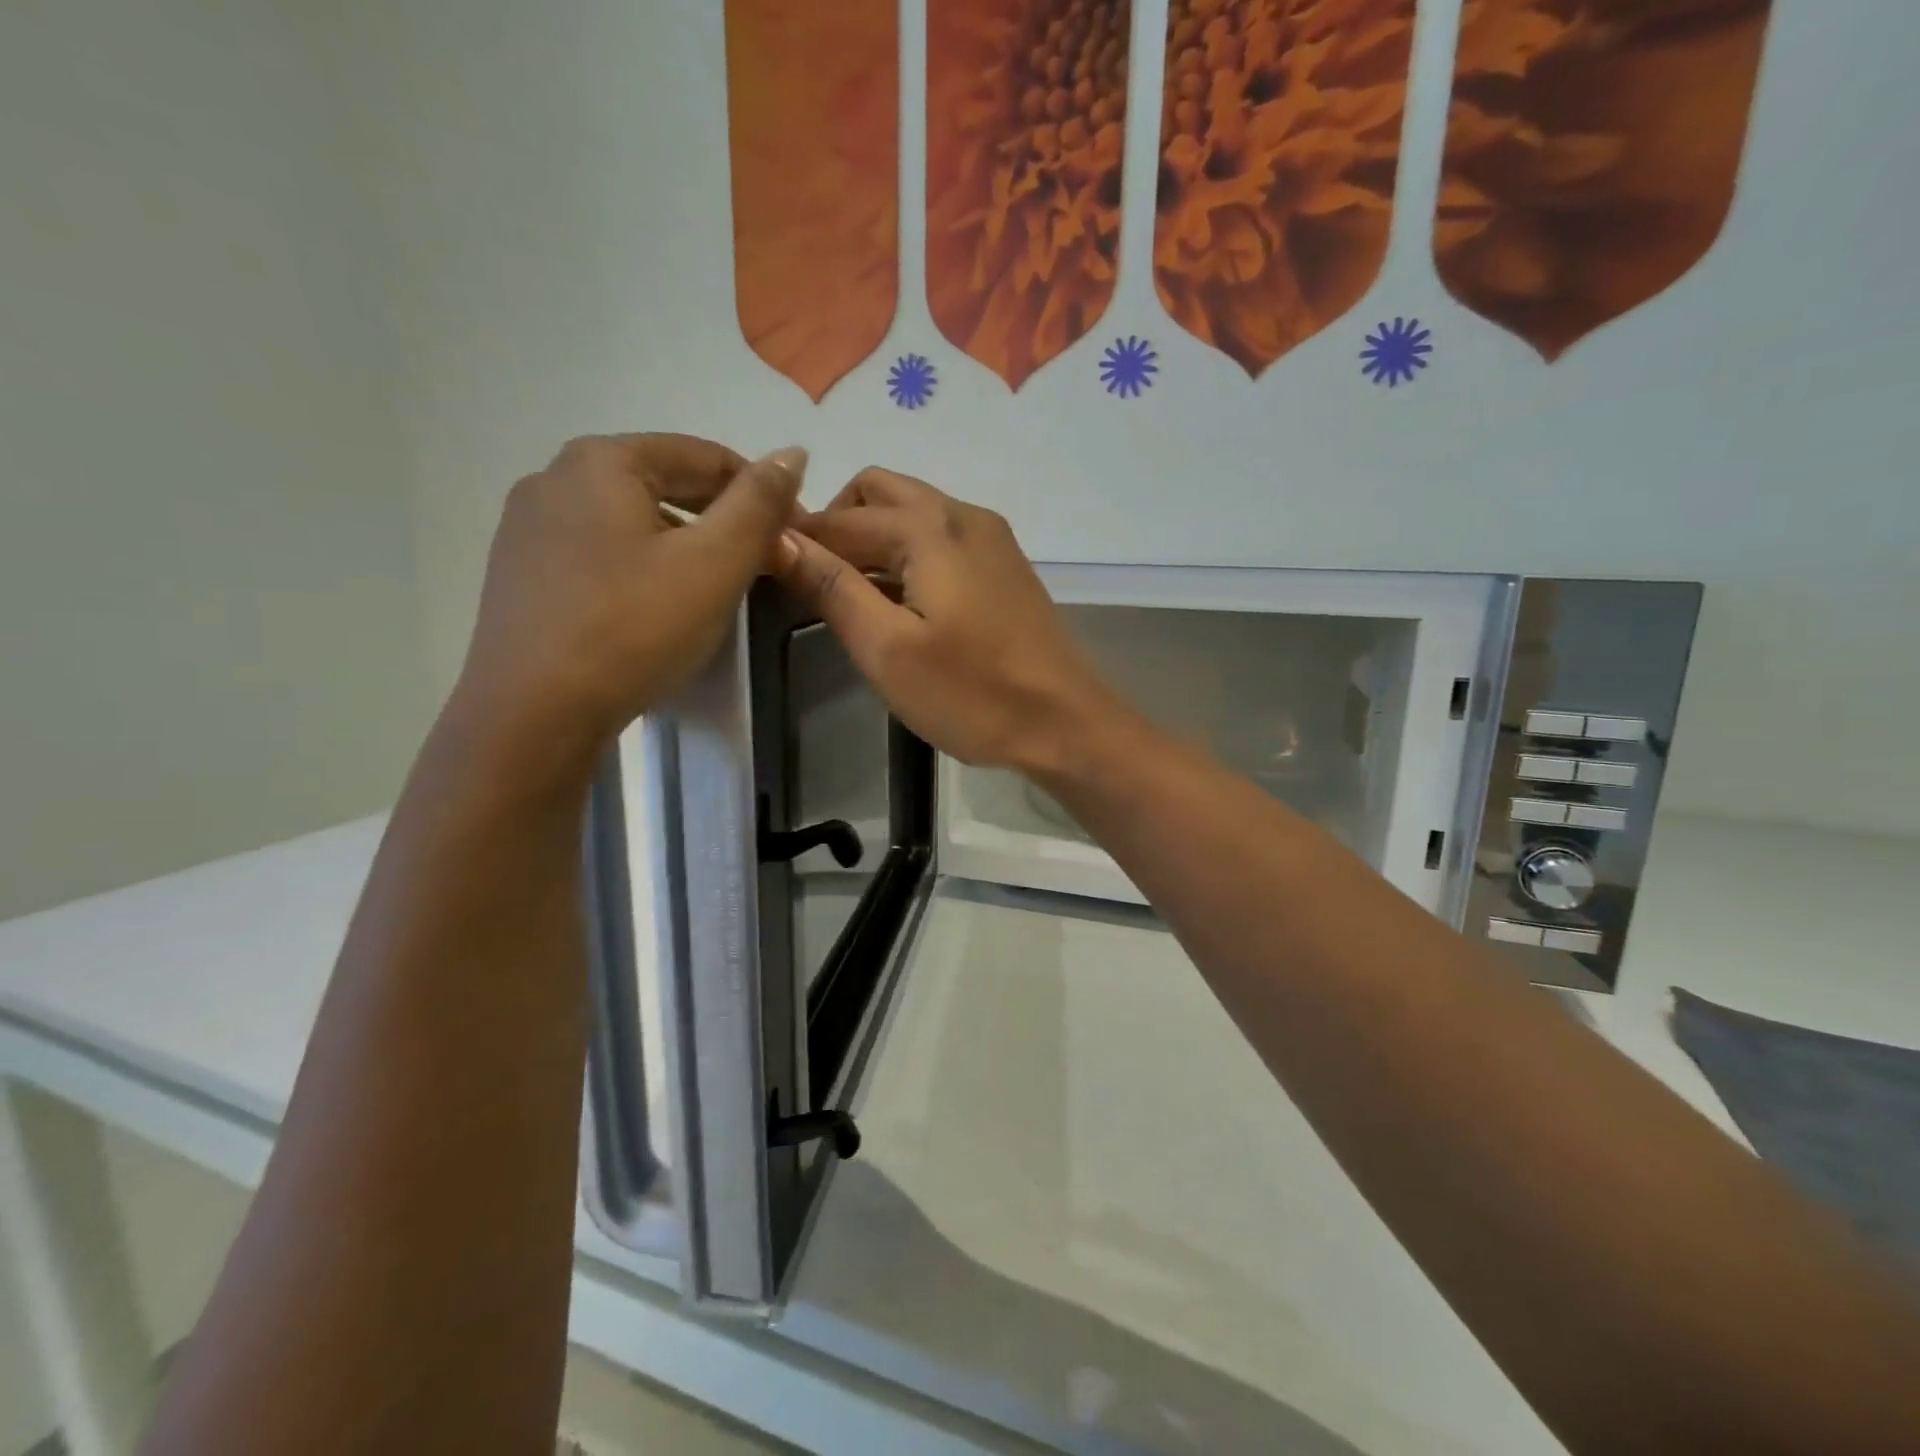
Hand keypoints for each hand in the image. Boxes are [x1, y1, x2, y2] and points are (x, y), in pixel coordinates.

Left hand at [454, 434, 804, 765]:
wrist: (533, 714)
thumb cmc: (634, 627)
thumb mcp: (715, 562)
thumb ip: (759, 503)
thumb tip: (792, 451)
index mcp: (602, 461)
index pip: (704, 456)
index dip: (762, 492)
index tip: (795, 536)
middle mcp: (555, 478)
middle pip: (664, 483)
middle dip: (721, 518)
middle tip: (763, 564)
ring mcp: (528, 528)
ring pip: (631, 521)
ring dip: (683, 543)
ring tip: (714, 588)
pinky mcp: (520, 575)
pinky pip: (600, 554)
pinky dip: (642, 567)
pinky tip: (656, 608)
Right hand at [778, 467, 1115, 771]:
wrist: (1066, 723)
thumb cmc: (973, 694)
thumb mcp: (888, 649)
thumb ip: (832, 588)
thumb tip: (777, 538)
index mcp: (929, 528)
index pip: (841, 518)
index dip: (796, 536)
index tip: (759, 561)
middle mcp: (962, 515)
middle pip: (879, 492)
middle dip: (836, 522)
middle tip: (812, 578)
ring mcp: (991, 538)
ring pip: (913, 510)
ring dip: (872, 536)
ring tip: (848, 592)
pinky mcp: (1006, 565)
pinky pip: (941, 536)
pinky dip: (907, 550)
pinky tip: (900, 598)